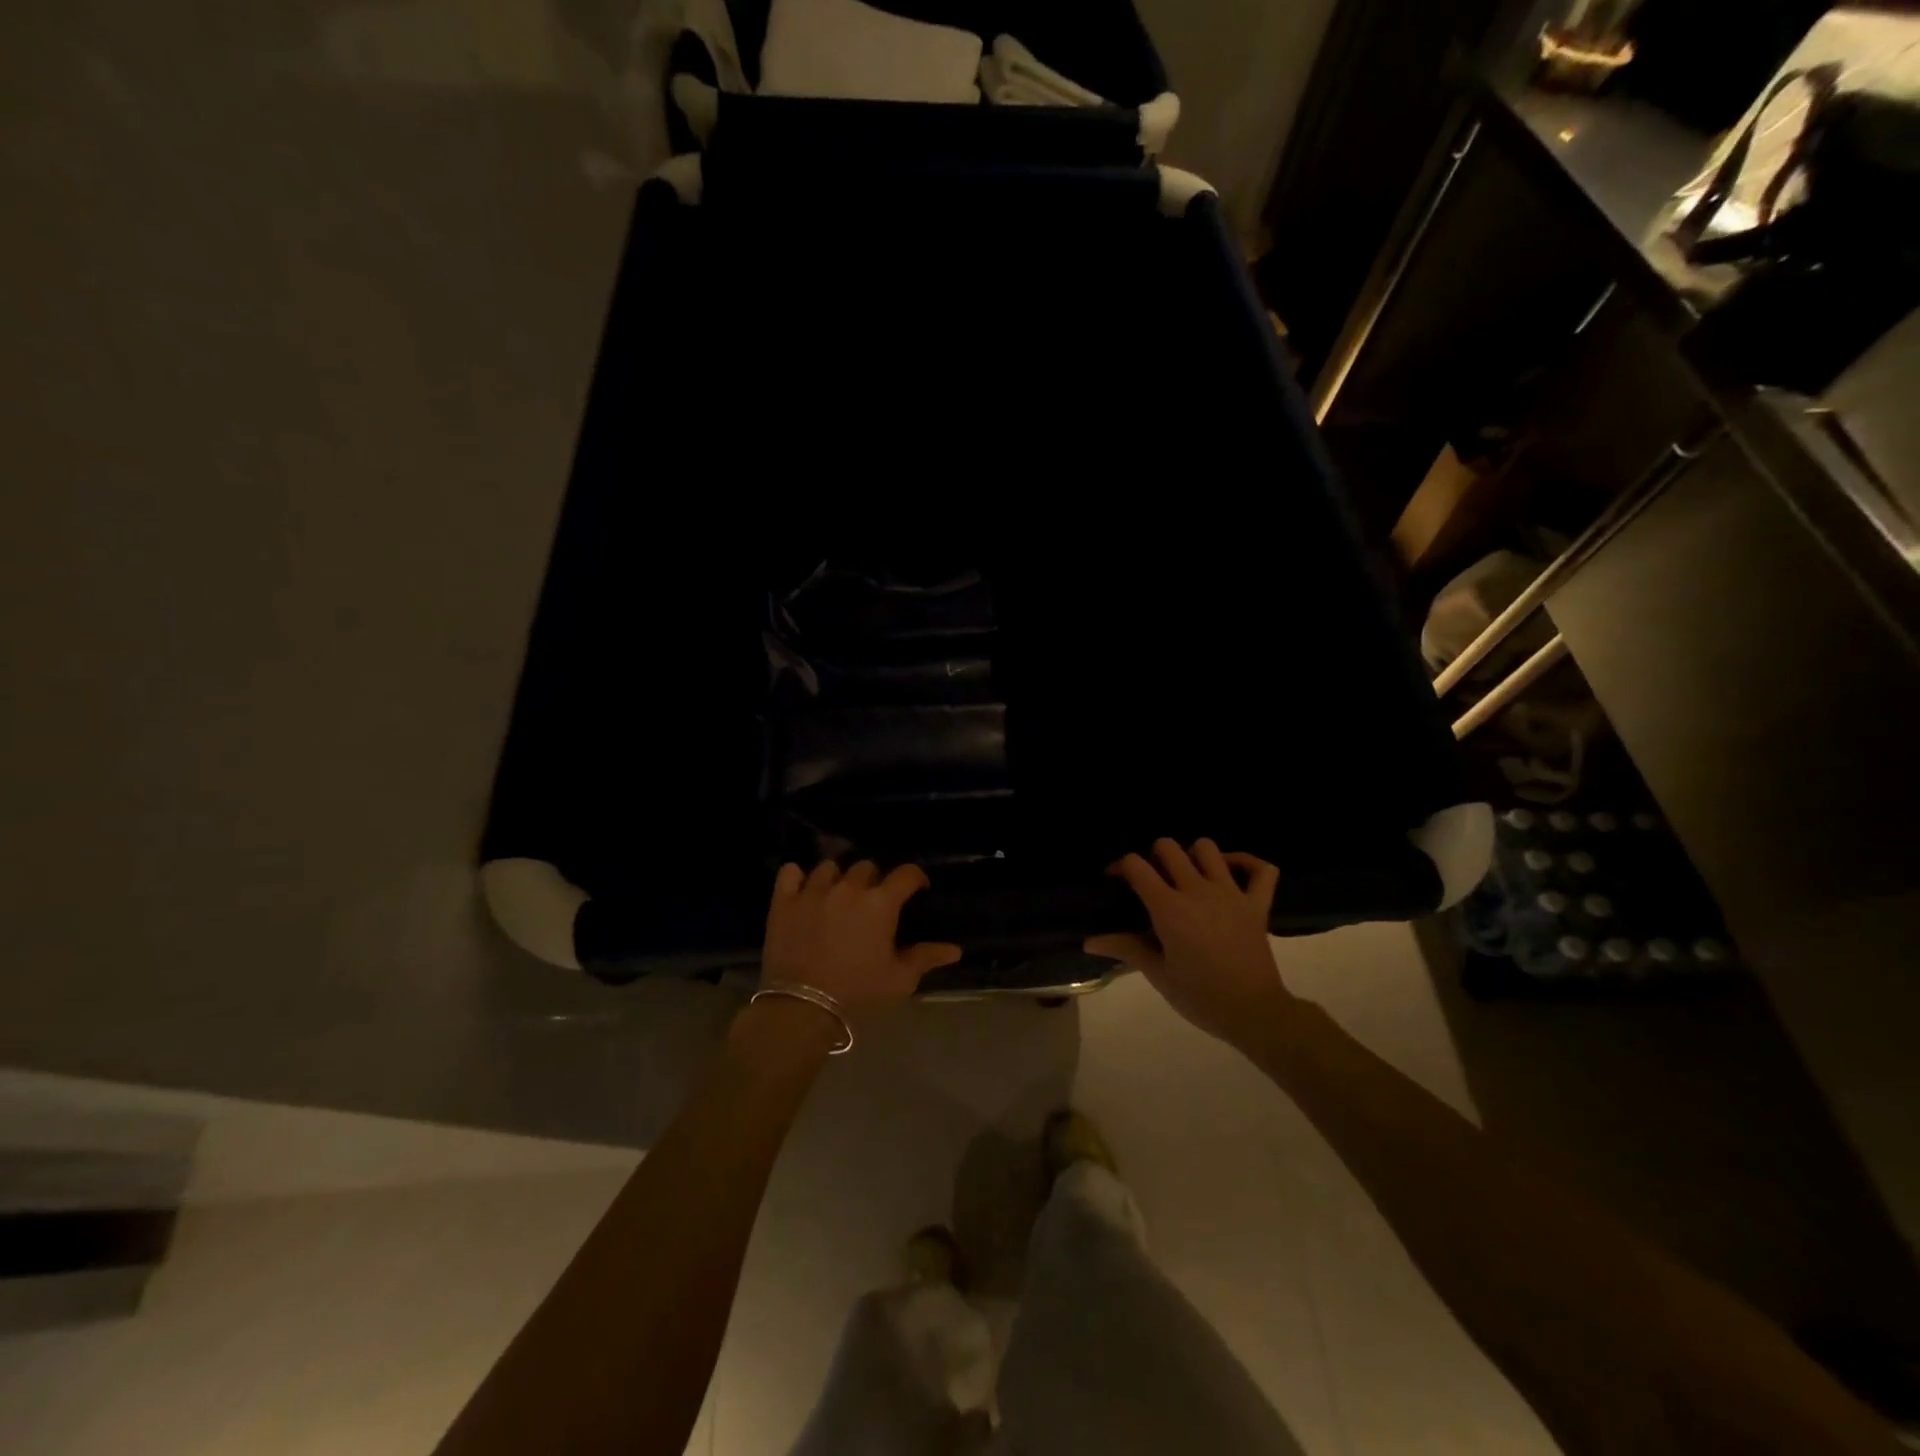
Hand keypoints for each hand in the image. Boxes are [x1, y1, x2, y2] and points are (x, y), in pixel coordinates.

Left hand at [762, 861, 961, 1015]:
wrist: (802, 1007)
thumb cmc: (858, 992)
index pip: (906, 873)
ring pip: (829, 867)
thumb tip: (955, 949)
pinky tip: (802, 889)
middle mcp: (848, 887)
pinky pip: (790, 873)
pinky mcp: (784, 901)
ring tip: (837, 896)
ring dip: (838, 878)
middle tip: (873, 902)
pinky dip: (797, 877)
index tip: (918, 889)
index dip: (915, 878)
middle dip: (874, 881)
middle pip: (866, 867)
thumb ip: (926, 958)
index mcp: (881, 902)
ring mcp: (813, 891)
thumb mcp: (899, 979)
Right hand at [1086, 838, 1294, 1050]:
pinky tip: (1230, 872)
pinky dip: (1246, 863)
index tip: (1117, 882)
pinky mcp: (1258, 904)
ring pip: (1208, 848)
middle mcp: (1197, 890)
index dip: (1120, 867)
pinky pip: (1262, 869)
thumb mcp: (1158, 974)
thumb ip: (1125, 948)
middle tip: (1153, 881)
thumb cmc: (1199, 996)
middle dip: (1154, 857)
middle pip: (1168, 847)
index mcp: (1168, 908)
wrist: (1253, 1013)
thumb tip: (1089, 942)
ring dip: (1193, 856)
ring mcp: (1231, 893)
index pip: (1135, 865)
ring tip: (1188, 877)